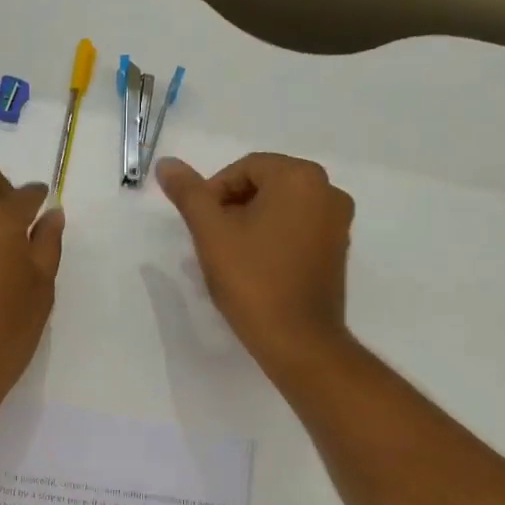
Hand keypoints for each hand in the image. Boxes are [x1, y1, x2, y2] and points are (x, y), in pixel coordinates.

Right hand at [156, 153, 354, 380]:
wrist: (297, 340)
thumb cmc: (252, 280)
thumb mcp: (211, 233)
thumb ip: (189, 194)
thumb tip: (166, 164)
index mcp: (299, 177)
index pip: (244, 168)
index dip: (213, 193)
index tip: (199, 225)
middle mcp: (327, 190)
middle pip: (265, 185)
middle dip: (232, 208)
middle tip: (211, 242)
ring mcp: (338, 221)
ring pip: (281, 208)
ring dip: (251, 223)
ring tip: (230, 257)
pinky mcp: (338, 249)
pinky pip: (298, 229)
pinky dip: (274, 238)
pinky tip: (256, 267)